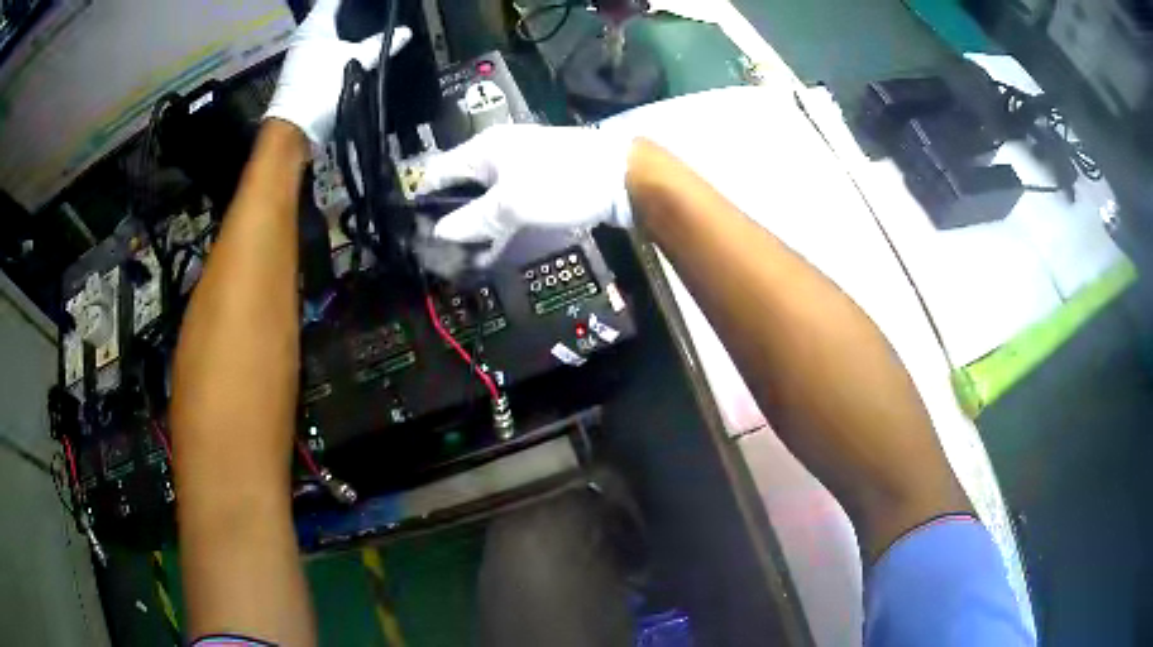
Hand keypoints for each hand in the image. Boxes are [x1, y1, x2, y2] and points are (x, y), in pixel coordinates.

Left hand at [264, 0, 411, 143]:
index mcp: (315, 23)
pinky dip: (344, 48)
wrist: (295, 131)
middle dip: (355, 13)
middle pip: (335, 15)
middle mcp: (307, 34)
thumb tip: (405, 32)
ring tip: (375, 29)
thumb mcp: (356, 61)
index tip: (373, 3)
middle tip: (379, 14)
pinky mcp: (306, 72)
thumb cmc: (320, 88)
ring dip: (350, 31)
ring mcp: (304, 54)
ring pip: (333, 33)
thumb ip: (381, 44)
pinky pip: (329, 50)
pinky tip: (360, 51)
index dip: (354, 0)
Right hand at [420, 124, 635, 264]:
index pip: (437, 173)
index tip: (413, 233)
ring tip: (462, 258)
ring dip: (474, 226)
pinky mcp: (539, 182)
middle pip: (460, 187)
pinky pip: (508, 203)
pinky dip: (498, 224)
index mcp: (483, 150)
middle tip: (438, 253)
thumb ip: (472, 220)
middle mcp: (496, 154)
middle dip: (448, 218)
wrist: (622, 176)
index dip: (423, 202)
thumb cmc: (561, 183)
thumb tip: (439, 233)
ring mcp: (519, 167)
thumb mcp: (511, 205)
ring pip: (484, 198)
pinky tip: (492, 249)